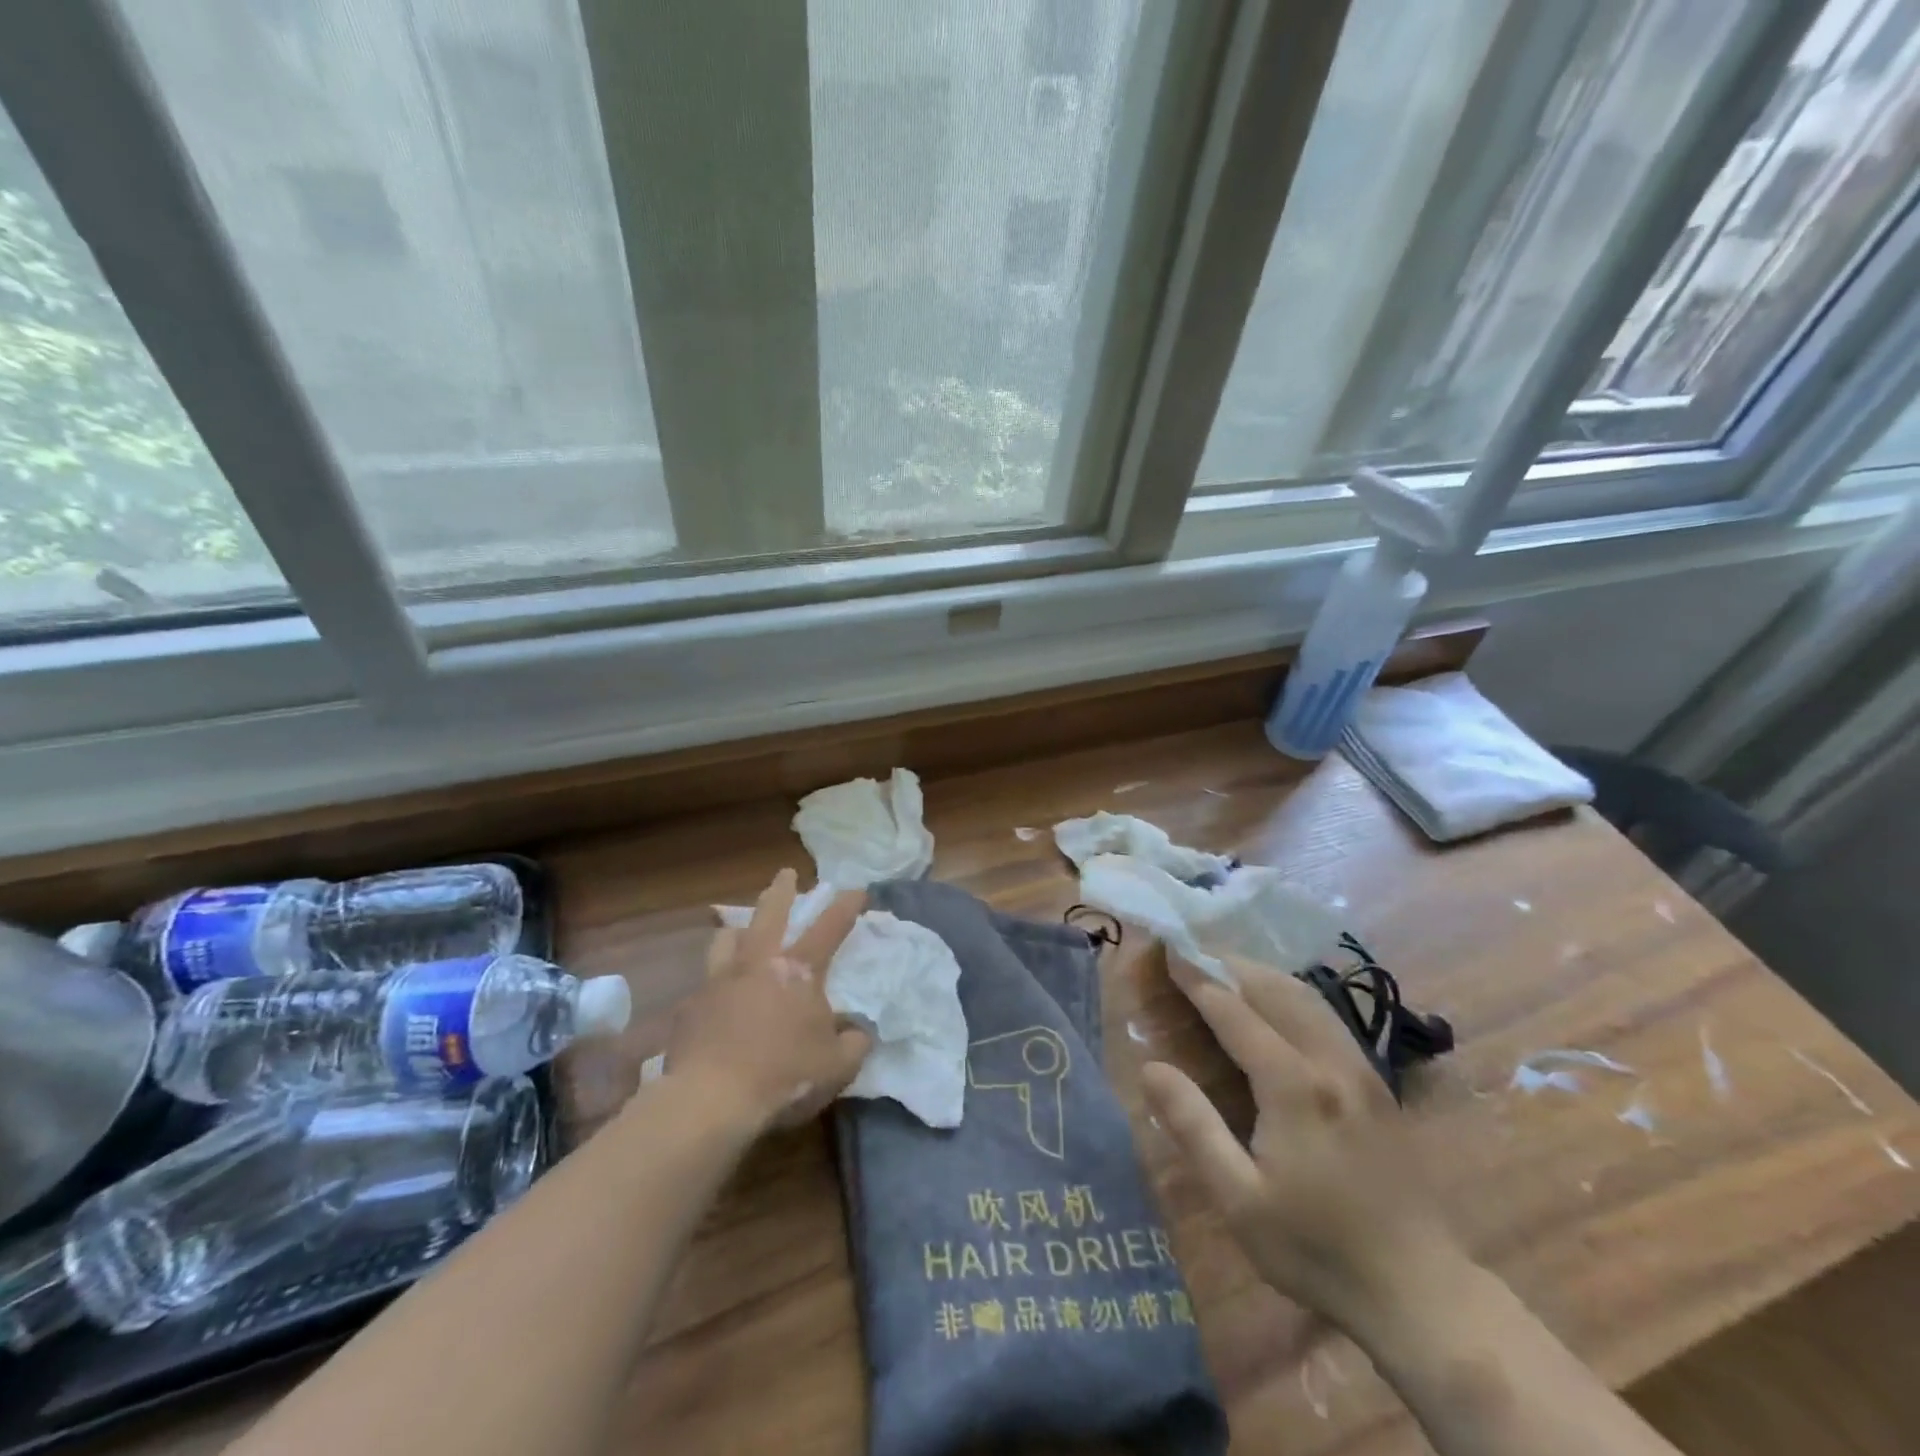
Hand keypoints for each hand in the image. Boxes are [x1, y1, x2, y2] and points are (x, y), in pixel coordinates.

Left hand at [662, 869, 872, 1133]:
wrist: (711, 1100)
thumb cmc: (784, 1076)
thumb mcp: (837, 1066)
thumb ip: (854, 1043)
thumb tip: (857, 1032)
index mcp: (798, 971)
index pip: (829, 928)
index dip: (845, 906)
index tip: (856, 889)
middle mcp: (757, 964)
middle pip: (769, 913)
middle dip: (781, 890)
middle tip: (785, 874)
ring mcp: (718, 982)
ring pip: (726, 939)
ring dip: (737, 931)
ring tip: (739, 931)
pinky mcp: (689, 1009)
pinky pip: (704, 987)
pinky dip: (714, 987)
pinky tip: (715, 1003)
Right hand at [1140, 953, 1470, 1340]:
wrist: (1420, 1293)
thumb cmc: (1316, 1249)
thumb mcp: (1239, 1199)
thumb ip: (1194, 1127)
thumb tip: (1151, 1067)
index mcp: (1294, 1087)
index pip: (1235, 1012)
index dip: (1198, 979)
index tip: (1169, 951)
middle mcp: (1330, 1063)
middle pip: (1274, 989)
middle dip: (1228, 964)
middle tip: (1190, 953)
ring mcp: (1361, 1070)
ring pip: (1307, 996)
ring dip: (1261, 974)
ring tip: (1225, 968)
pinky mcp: (1378, 1083)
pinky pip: (1326, 1016)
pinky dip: (1290, 993)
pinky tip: (1275, 1004)